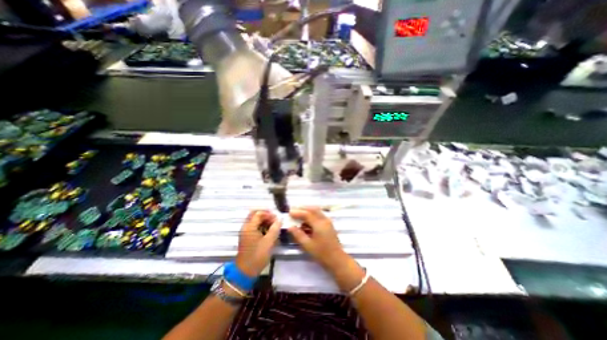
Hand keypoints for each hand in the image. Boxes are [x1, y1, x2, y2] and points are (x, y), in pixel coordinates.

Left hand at [236, 210, 279, 277]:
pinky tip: (268, 231)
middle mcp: (245, 227)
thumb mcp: (269, 242)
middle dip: (265, 215)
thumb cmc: (257, 256)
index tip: (276, 219)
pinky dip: (261, 225)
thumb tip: (280, 219)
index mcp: (249, 227)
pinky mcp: (247, 237)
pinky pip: (254, 226)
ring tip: (273, 226)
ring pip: (254, 220)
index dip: (268, 214)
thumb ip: (275, 229)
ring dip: (263, 220)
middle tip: (274, 219)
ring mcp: (245, 232)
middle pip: (254, 214)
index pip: (259, 213)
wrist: (245, 272)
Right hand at [288, 205, 347, 272]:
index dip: (298, 212)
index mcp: (319, 224)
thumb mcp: (308, 245)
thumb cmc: (322, 254)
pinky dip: (312, 214)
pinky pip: (319, 215)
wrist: (337, 260)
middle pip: (313, 209)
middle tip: (293, 210)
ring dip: (307, 210)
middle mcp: (324, 220)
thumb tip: (290, 227)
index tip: (289, 212)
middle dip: (303, 208)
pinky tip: (306, 220)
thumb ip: (298, 234)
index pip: (307, 214)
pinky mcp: (328, 224)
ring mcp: (328, 221)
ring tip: (298, 213)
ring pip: (317, 211)